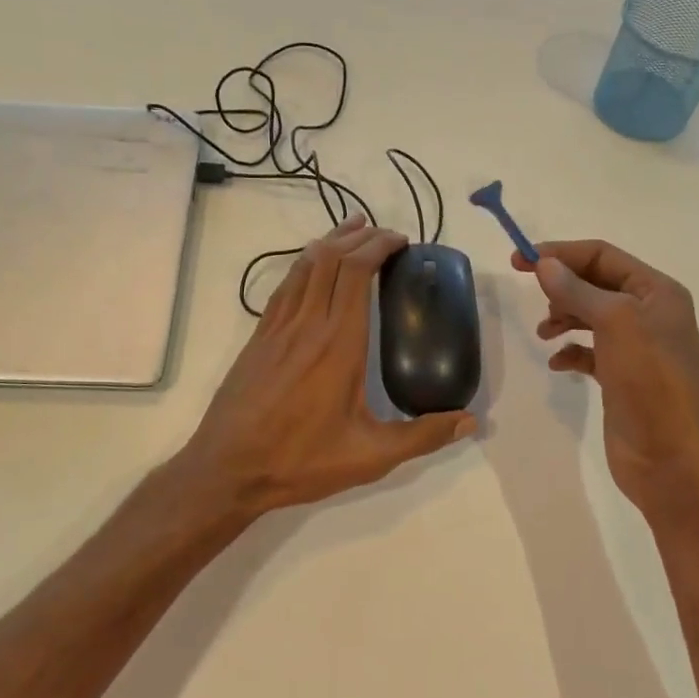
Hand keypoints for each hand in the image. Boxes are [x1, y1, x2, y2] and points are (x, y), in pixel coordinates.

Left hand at [184, 215, 475, 513]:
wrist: (228, 468)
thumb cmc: (301, 461)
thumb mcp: (370, 456)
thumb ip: (423, 436)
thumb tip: (470, 420)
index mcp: (339, 344)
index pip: (357, 272)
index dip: (379, 246)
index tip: (401, 242)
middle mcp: (308, 324)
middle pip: (332, 258)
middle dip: (361, 236)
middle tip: (386, 235)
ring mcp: (278, 327)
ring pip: (305, 265)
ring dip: (331, 241)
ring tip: (353, 229)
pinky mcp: (259, 336)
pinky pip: (285, 285)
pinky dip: (304, 264)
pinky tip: (313, 266)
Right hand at [513, 240, 698, 518]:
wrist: (674, 458)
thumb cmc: (651, 380)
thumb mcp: (615, 322)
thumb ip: (577, 290)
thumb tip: (544, 264)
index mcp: (656, 291)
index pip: (602, 255)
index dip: (561, 253)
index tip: (519, 261)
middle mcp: (648, 314)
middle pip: (595, 283)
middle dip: (562, 285)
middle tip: (532, 296)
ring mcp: (636, 348)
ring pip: (590, 316)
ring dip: (563, 317)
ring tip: (544, 333)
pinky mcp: (621, 378)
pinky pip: (589, 352)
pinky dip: (570, 351)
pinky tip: (558, 363)